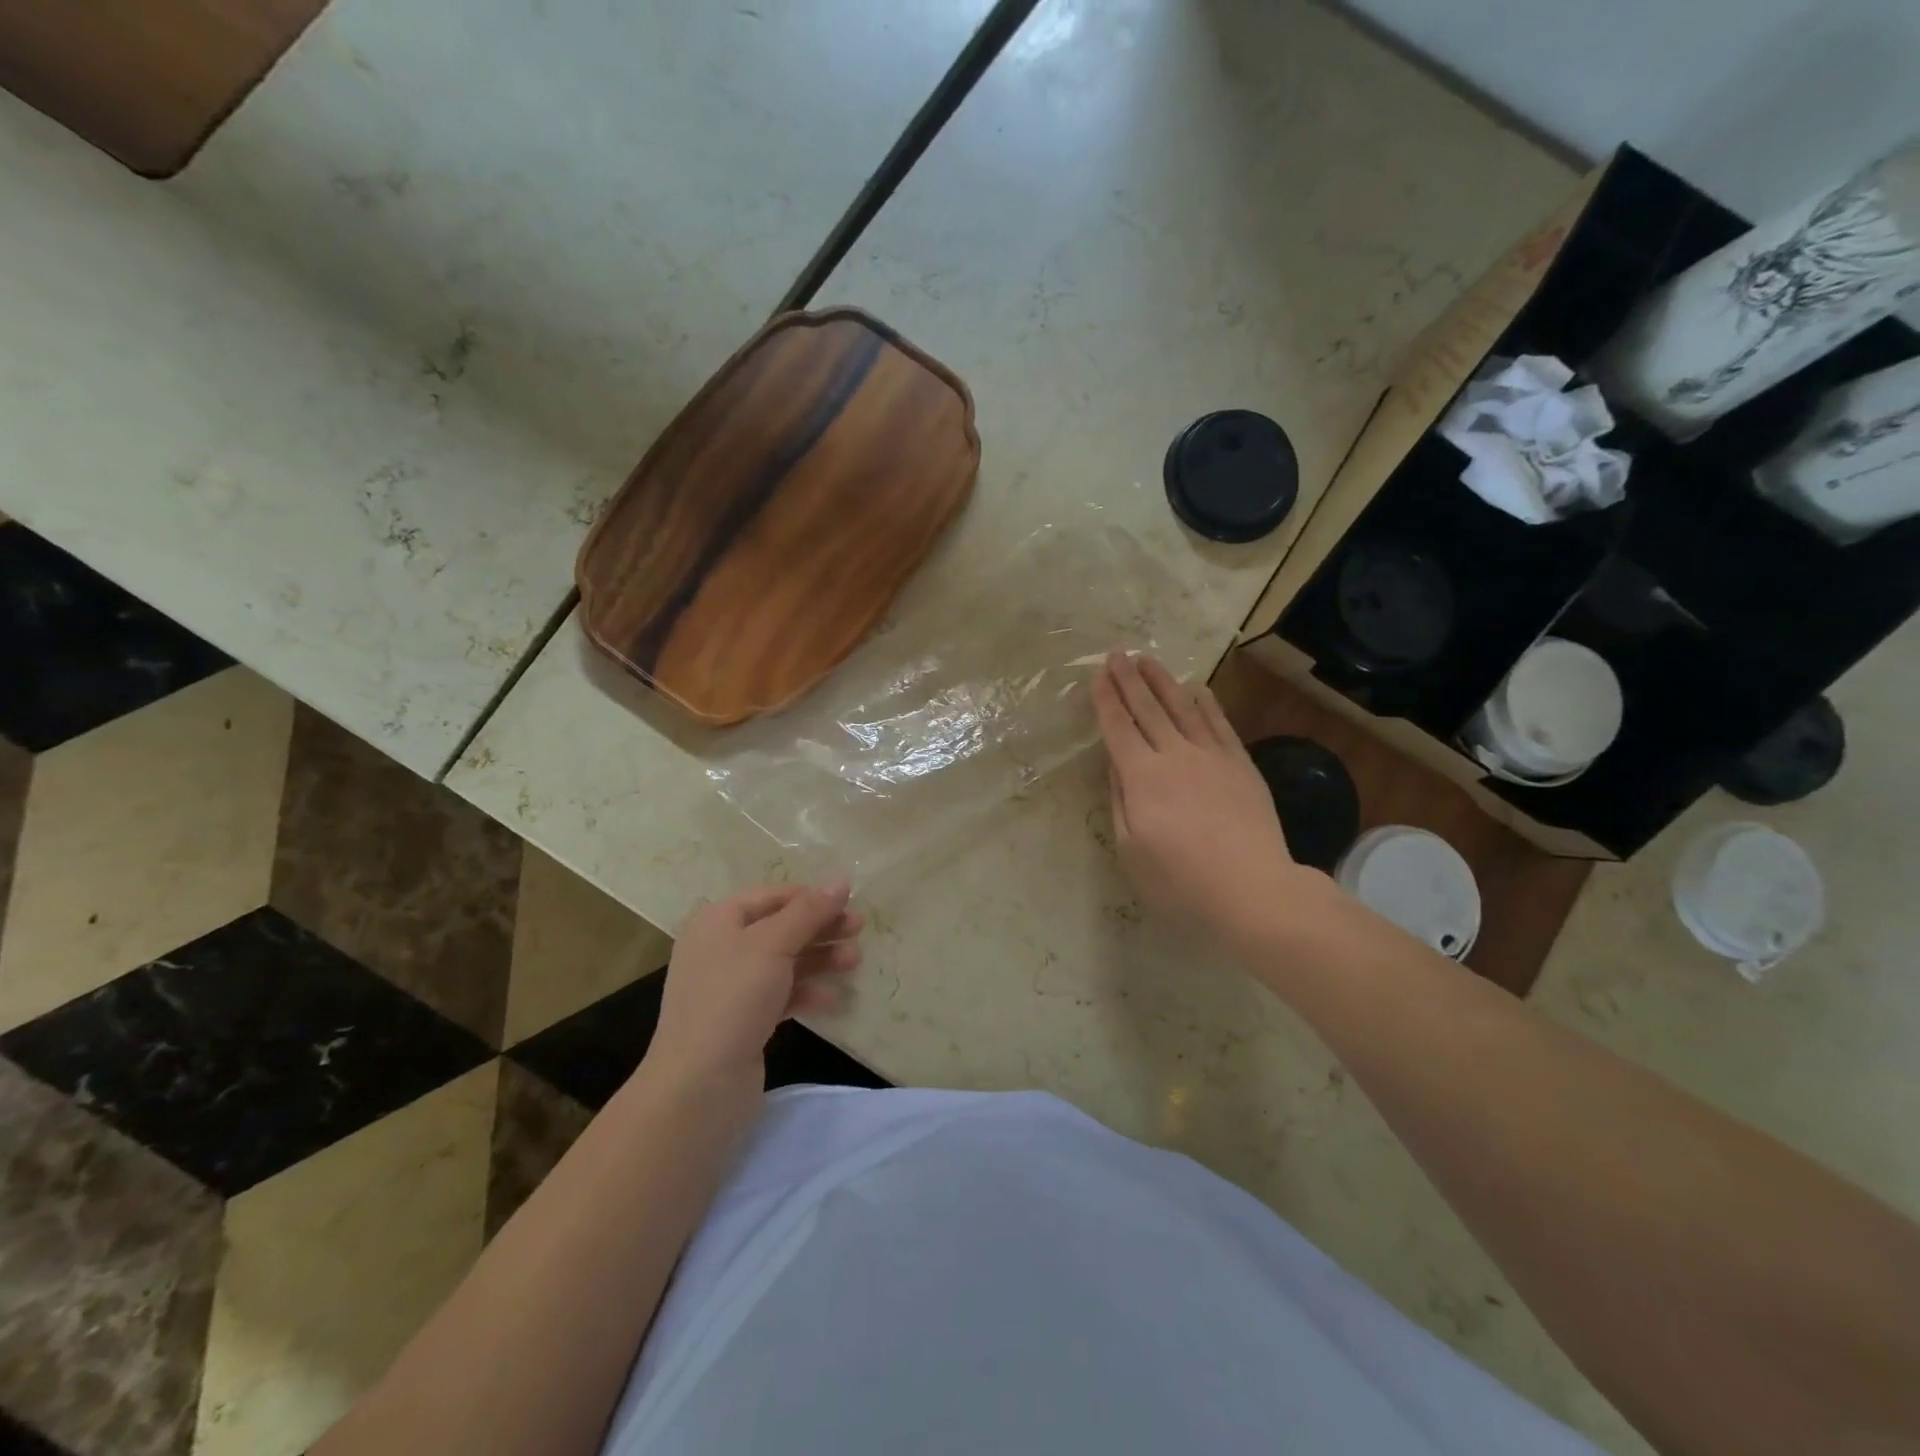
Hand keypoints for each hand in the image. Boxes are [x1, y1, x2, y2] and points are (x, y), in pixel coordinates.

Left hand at [647, 882, 863, 1091]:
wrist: (698, 1086)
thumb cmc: (732, 999)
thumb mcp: (773, 944)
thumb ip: (809, 911)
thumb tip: (841, 880)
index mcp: (718, 921)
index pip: (771, 896)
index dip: (809, 896)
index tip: (848, 900)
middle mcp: (721, 948)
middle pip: (780, 927)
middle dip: (820, 927)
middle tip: (859, 929)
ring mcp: (730, 987)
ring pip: (784, 961)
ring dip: (819, 958)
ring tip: (854, 962)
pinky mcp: (742, 1021)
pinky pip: (780, 994)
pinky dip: (805, 991)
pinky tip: (830, 998)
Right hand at [1093, 650, 1301, 945]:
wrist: (1253, 890)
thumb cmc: (1180, 881)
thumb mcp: (1131, 850)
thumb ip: (1121, 802)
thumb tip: (1117, 766)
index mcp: (1142, 777)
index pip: (1118, 728)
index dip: (1106, 699)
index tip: (1098, 673)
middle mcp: (1175, 755)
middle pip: (1147, 709)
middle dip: (1129, 679)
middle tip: (1118, 653)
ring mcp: (1212, 757)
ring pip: (1182, 708)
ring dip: (1163, 681)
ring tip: (1149, 659)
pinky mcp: (1241, 765)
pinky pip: (1219, 724)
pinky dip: (1205, 703)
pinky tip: (1197, 689)